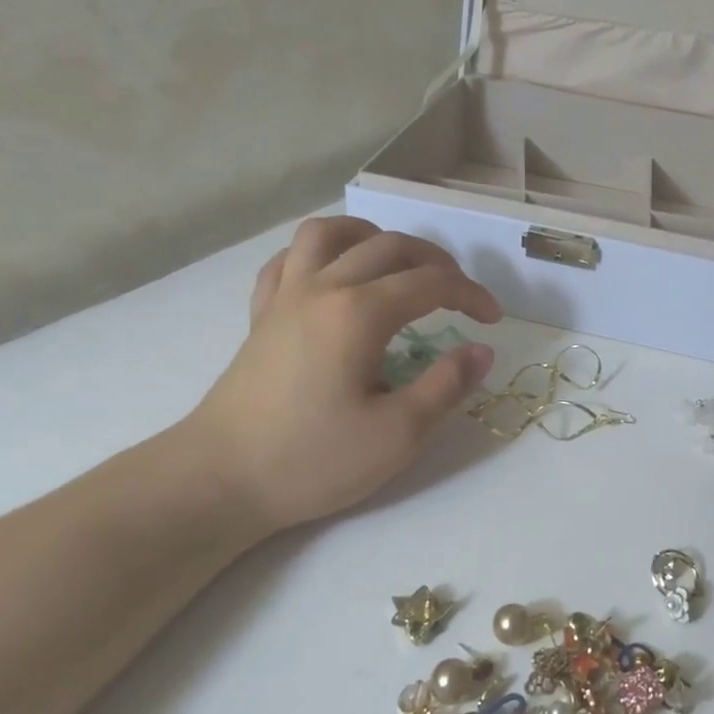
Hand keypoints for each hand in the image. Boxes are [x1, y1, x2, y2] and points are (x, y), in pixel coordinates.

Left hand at [179, 217, 501, 543]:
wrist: (220, 480)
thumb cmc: (312, 460)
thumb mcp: (397, 435)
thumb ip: (446, 386)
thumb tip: (481, 351)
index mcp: (359, 313)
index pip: (431, 283)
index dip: (470, 294)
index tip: (492, 320)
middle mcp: (322, 287)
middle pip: (388, 246)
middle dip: (435, 261)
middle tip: (458, 294)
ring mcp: (285, 296)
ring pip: (330, 233)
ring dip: (372, 237)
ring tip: (397, 263)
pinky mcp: (262, 314)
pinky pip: (289, 259)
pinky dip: (321, 254)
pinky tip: (334, 277)